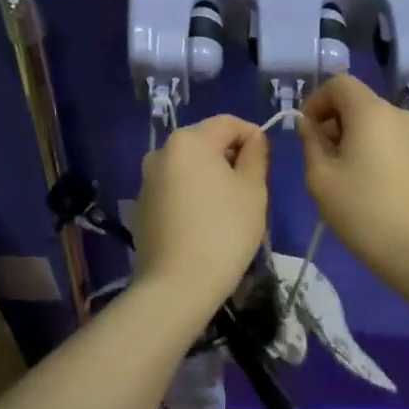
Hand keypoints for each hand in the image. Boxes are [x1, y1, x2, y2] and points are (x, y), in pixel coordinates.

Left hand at [132, 115, 268, 315]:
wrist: (177, 285)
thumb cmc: (224, 231)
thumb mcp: (253, 189)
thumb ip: (256, 155)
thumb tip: (253, 139)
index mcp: (188, 140)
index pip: (228, 123)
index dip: (253, 135)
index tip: (267, 161)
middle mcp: (161, 152)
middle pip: (206, 142)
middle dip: (231, 157)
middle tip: (252, 188)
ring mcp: (147, 180)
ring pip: (189, 167)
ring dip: (211, 177)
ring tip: (230, 208)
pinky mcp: (142, 206)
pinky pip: (175, 189)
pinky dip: (192, 195)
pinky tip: (205, 224)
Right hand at [297, 74, 408, 282]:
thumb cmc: (364, 211)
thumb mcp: (321, 177)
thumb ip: (310, 142)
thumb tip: (309, 124)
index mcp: (371, 111)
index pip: (339, 83)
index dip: (315, 100)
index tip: (304, 131)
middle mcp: (396, 114)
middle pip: (355, 101)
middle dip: (330, 120)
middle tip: (316, 157)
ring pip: (371, 121)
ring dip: (348, 136)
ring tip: (336, 175)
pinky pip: (386, 138)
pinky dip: (367, 148)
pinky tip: (361, 184)